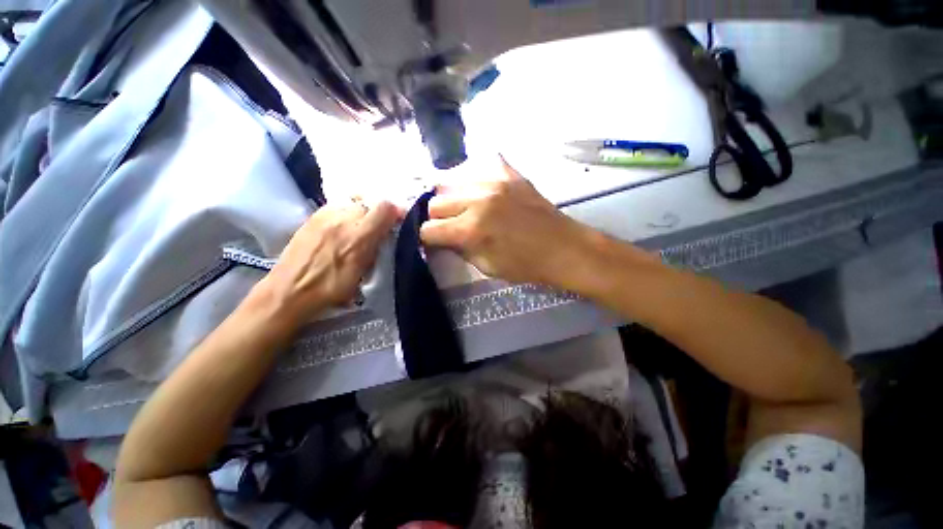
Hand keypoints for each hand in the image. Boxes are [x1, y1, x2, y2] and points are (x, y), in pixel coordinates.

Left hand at [254, 201, 398, 326]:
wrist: (289, 291)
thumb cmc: (330, 287)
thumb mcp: (362, 271)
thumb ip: (377, 247)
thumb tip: (388, 232)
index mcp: (359, 235)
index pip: (385, 207)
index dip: (396, 211)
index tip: (399, 221)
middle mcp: (342, 218)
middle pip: (369, 202)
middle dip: (379, 212)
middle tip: (379, 228)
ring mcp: (325, 215)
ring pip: (353, 202)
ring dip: (362, 211)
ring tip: (361, 227)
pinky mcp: (312, 217)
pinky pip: (337, 206)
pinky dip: (346, 213)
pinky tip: (342, 228)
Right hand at [420, 158, 596, 287]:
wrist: (563, 247)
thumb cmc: (526, 265)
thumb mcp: (486, 267)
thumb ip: (459, 249)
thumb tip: (443, 238)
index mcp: (472, 229)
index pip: (429, 229)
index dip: (428, 239)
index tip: (435, 242)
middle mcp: (478, 199)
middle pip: (434, 203)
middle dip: (437, 218)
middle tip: (450, 226)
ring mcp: (494, 181)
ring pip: (450, 183)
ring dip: (451, 199)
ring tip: (463, 209)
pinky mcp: (508, 172)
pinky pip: (478, 166)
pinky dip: (473, 180)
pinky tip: (480, 192)